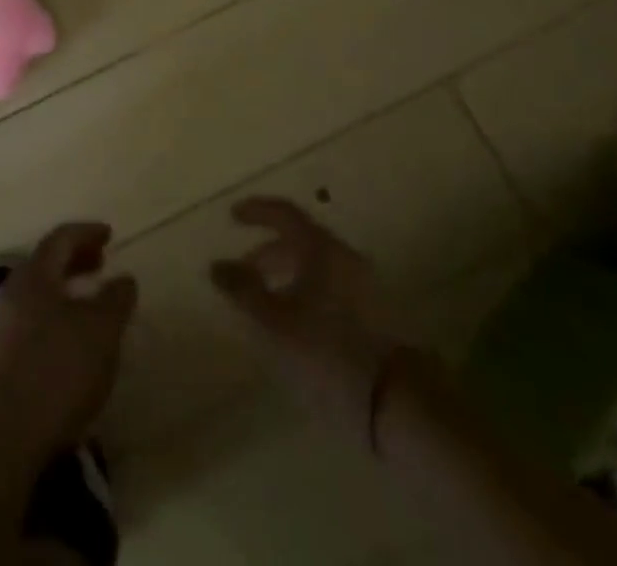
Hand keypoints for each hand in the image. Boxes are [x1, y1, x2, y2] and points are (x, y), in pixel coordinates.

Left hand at [0, 222, 137, 462]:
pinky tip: (69, 349)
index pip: (60, 239)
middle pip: (45, 265)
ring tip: (89, 309)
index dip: (86, 233)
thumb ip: (115, 300)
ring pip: (36, 298)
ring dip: (63, 294)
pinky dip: (53, 323)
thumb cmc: (55, 371)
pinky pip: (29, 327)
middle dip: (74, 261)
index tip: (109, 234)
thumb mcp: (101, 332)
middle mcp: (11, 294)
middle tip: (100, 265)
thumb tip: (123, 278)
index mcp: (34, 275)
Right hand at [210, 197, 413, 442]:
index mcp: (321, 248)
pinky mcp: (376, 314)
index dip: (257, 211)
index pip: (285, 213)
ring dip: (287, 274)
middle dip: (268, 251)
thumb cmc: (328, 353)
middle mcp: (345, 257)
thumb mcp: (275, 323)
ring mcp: (365, 285)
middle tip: (242, 269)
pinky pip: (331, 286)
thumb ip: (243, 290)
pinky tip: (295, 321)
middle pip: (301, 240)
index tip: (232, 216)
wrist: (399, 404)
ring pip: (317, 266)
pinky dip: (306, 290)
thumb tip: (217, 264)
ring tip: (265, 302)